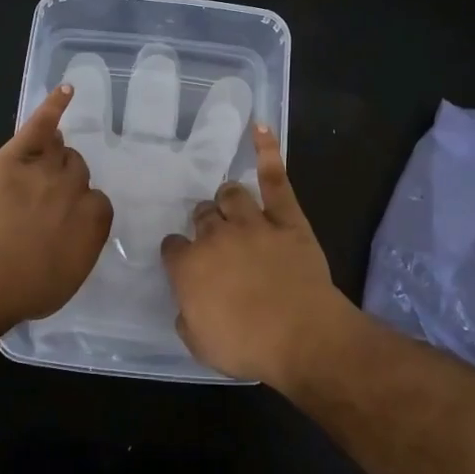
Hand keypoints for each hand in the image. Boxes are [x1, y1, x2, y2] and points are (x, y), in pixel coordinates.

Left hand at [0, 85, 114, 323]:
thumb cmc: (26, 288)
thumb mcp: (66, 279)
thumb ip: (78, 251)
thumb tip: (74, 240)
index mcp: (94, 221)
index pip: (98, 204)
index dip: (81, 210)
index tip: (66, 222)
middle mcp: (76, 189)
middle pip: (78, 172)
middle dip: (67, 182)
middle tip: (47, 199)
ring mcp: (46, 168)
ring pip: (61, 151)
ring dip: (57, 154)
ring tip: (49, 158)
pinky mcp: (17, 155)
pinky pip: (41, 125)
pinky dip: (53, 106)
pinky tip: (65, 90)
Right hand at [159, 125, 353, 384]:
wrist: (302, 337)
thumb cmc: (247, 346)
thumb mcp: (200, 344)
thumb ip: (187, 316)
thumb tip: (187, 304)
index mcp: (189, 265)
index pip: (173, 247)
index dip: (178, 254)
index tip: (183, 262)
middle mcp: (215, 236)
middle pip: (202, 216)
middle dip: (203, 223)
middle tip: (212, 236)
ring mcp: (252, 223)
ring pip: (231, 194)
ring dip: (227, 198)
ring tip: (230, 202)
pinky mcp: (287, 219)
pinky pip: (275, 179)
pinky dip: (267, 151)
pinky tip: (260, 127)